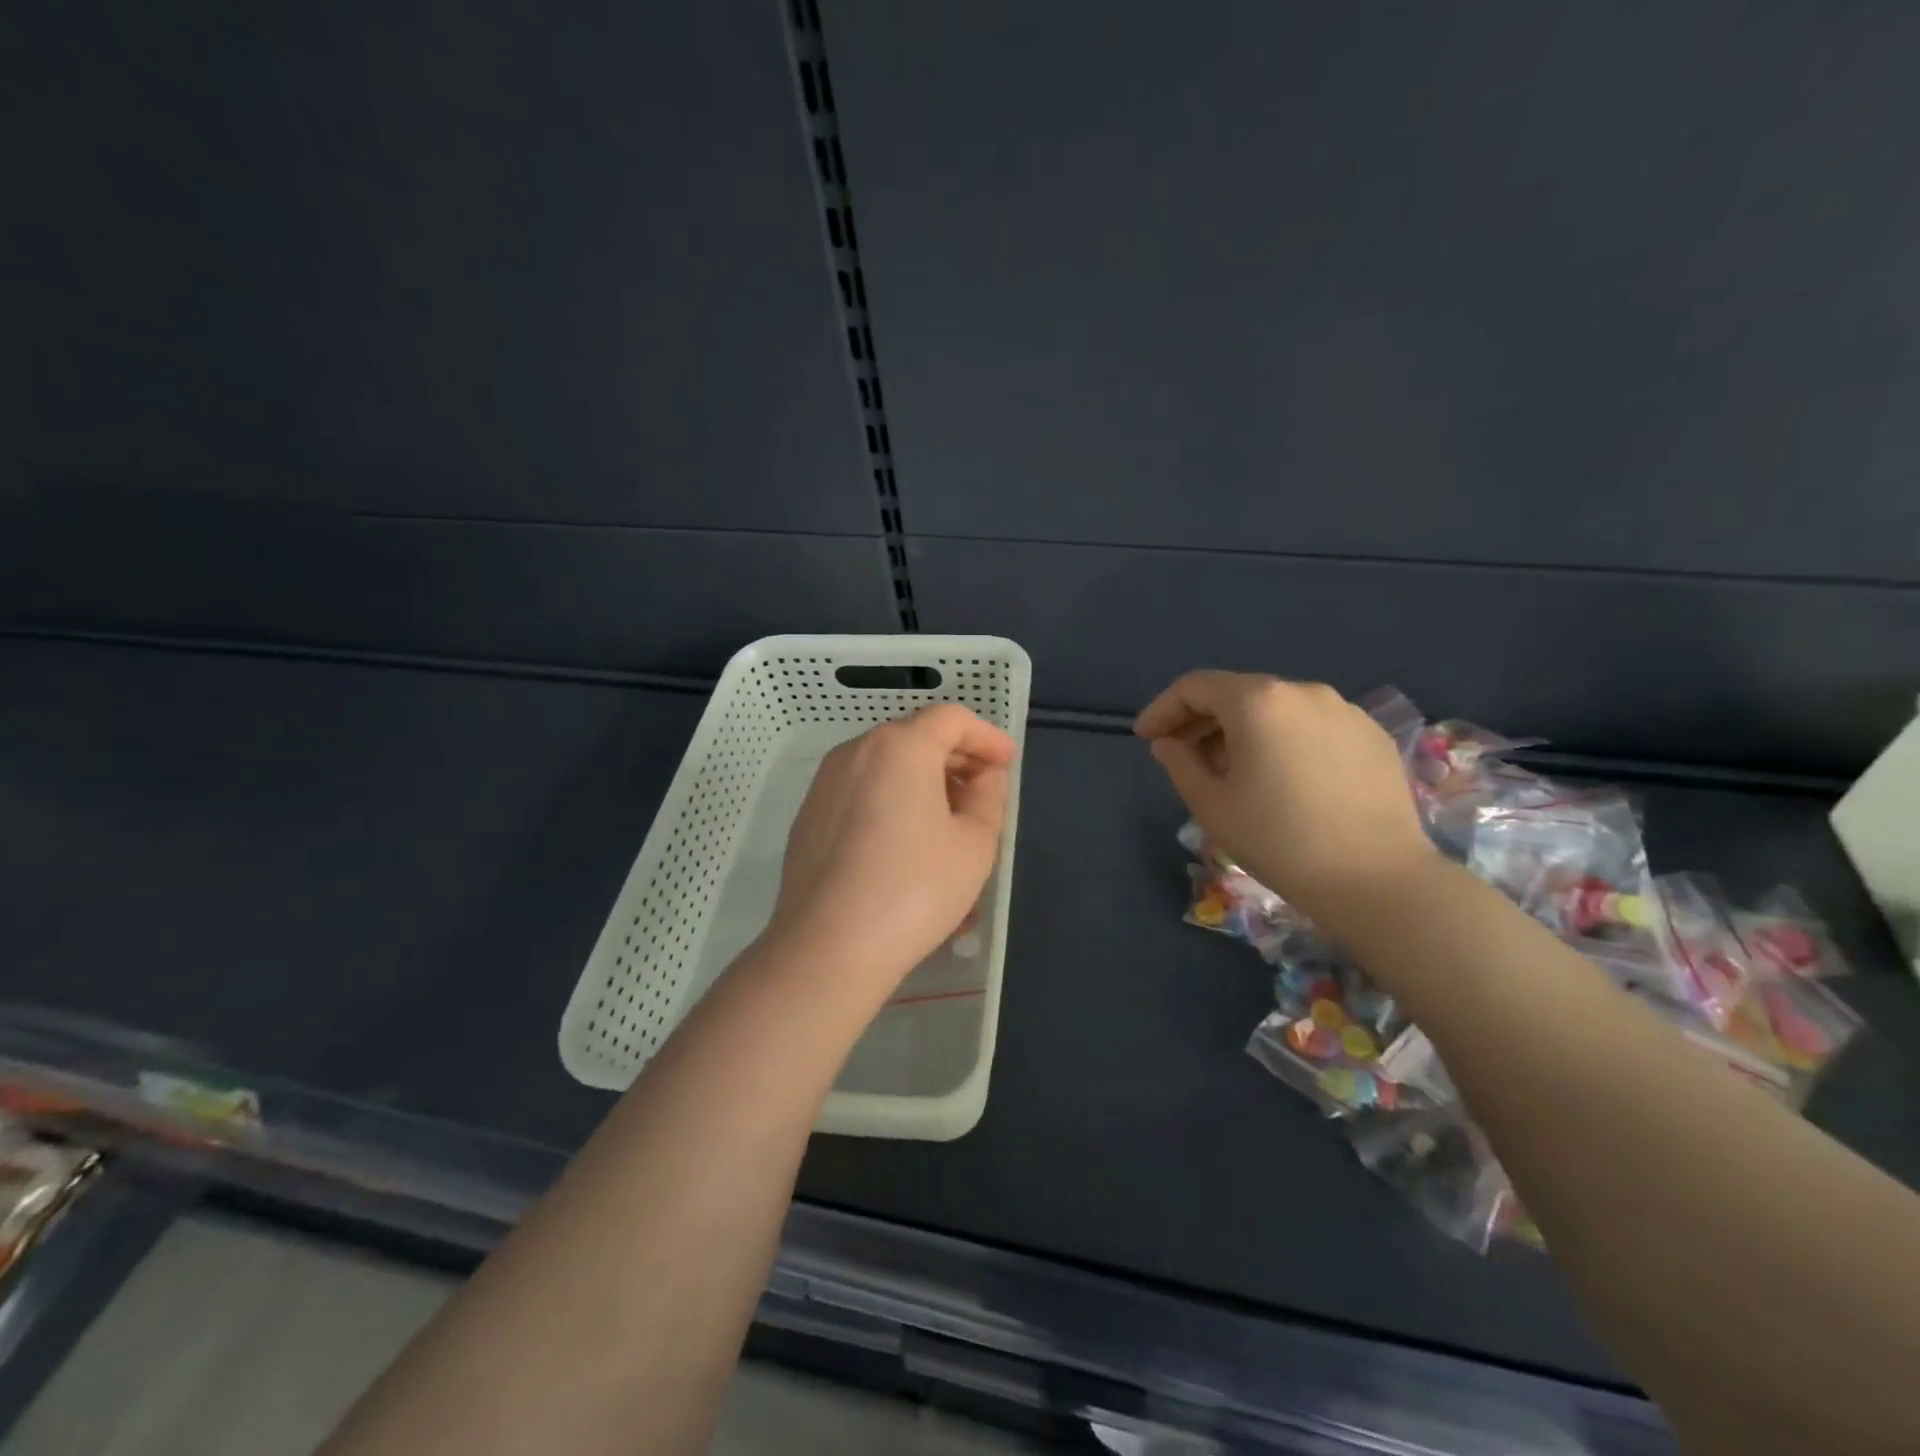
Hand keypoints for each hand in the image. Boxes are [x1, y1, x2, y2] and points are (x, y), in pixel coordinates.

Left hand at [764, 704, 1016, 997]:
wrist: (828, 947)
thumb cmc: (914, 890)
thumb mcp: (974, 844)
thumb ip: (988, 796)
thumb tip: (983, 776)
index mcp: (900, 747)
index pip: (951, 718)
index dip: (986, 736)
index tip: (1008, 764)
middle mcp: (856, 752)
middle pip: (915, 737)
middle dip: (955, 758)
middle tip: (984, 793)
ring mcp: (825, 783)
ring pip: (886, 765)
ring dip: (923, 781)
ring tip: (949, 822)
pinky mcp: (808, 816)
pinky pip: (861, 792)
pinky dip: (891, 800)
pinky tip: (906, 843)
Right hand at [1135, 671, 1434, 926]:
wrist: (1377, 880)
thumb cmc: (1279, 840)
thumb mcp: (1211, 805)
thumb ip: (1180, 764)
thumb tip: (1169, 744)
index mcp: (1258, 701)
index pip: (1196, 687)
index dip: (1163, 709)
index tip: (1146, 738)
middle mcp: (1303, 691)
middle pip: (1238, 693)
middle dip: (1203, 720)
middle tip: (1182, 755)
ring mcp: (1345, 711)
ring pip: (1277, 710)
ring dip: (1244, 731)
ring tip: (1232, 771)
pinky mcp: (1373, 736)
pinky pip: (1313, 727)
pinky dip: (1285, 741)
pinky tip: (1283, 780)